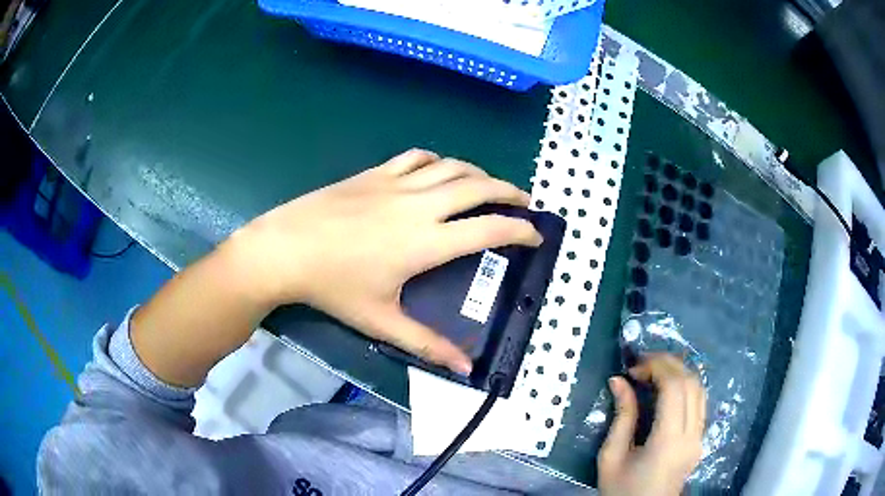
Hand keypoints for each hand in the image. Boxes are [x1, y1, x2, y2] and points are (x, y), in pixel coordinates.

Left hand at [231, 149, 541, 373]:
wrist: (285, 249)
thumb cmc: (333, 287)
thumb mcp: (382, 320)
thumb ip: (427, 344)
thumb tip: (465, 369)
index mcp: (427, 242)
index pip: (490, 229)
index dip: (521, 230)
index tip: (536, 235)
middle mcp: (420, 205)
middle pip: (479, 187)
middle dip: (510, 192)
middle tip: (524, 202)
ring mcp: (396, 183)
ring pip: (452, 166)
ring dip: (479, 172)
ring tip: (490, 186)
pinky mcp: (375, 173)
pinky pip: (417, 157)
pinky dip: (438, 160)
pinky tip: (440, 170)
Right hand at [597, 354, 705, 495]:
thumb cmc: (621, 490)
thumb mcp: (611, 457)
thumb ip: (621, 417)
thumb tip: (619, 380)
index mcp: (668, 441)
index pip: (675, 388)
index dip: (657, 367)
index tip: (633, 368)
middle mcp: (692, 435)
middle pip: (691, 383)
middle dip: (668, 364)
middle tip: (642, 363)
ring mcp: (700, 438)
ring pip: (700, 389)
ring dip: (679, 373)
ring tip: (654, 371)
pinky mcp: (700, 440)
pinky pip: (700, 402)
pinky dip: (686, 387)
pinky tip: (668, 389)